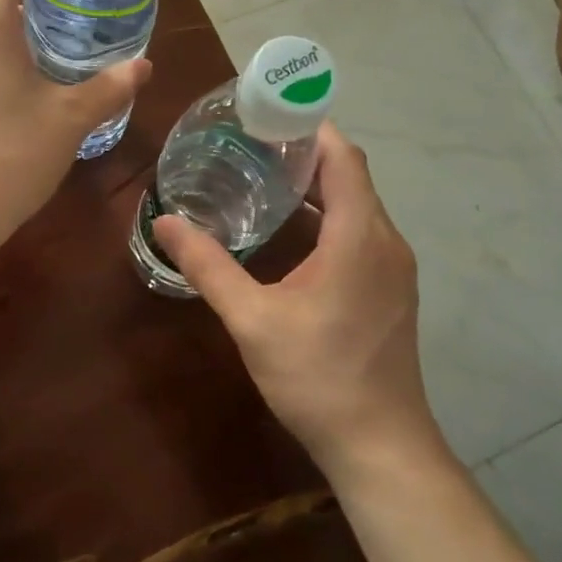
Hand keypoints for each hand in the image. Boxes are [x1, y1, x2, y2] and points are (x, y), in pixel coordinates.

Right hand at [152, 124, 444, 476]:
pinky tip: (292, 235)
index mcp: (360, 237)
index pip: (344, 157)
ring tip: (264, 180)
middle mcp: (386, 241)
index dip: (310, 128)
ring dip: (318, 188)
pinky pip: (363, 233)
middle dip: (306, 154)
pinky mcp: (392, 290)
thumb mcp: (253, 320)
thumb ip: (209, 267)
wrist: (380, 445)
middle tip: (251, 146)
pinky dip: (331, 217)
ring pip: (359, 206)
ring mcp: (395, 268)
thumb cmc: (318, 377)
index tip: (267, 116)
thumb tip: (166, 223)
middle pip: (352, 176)